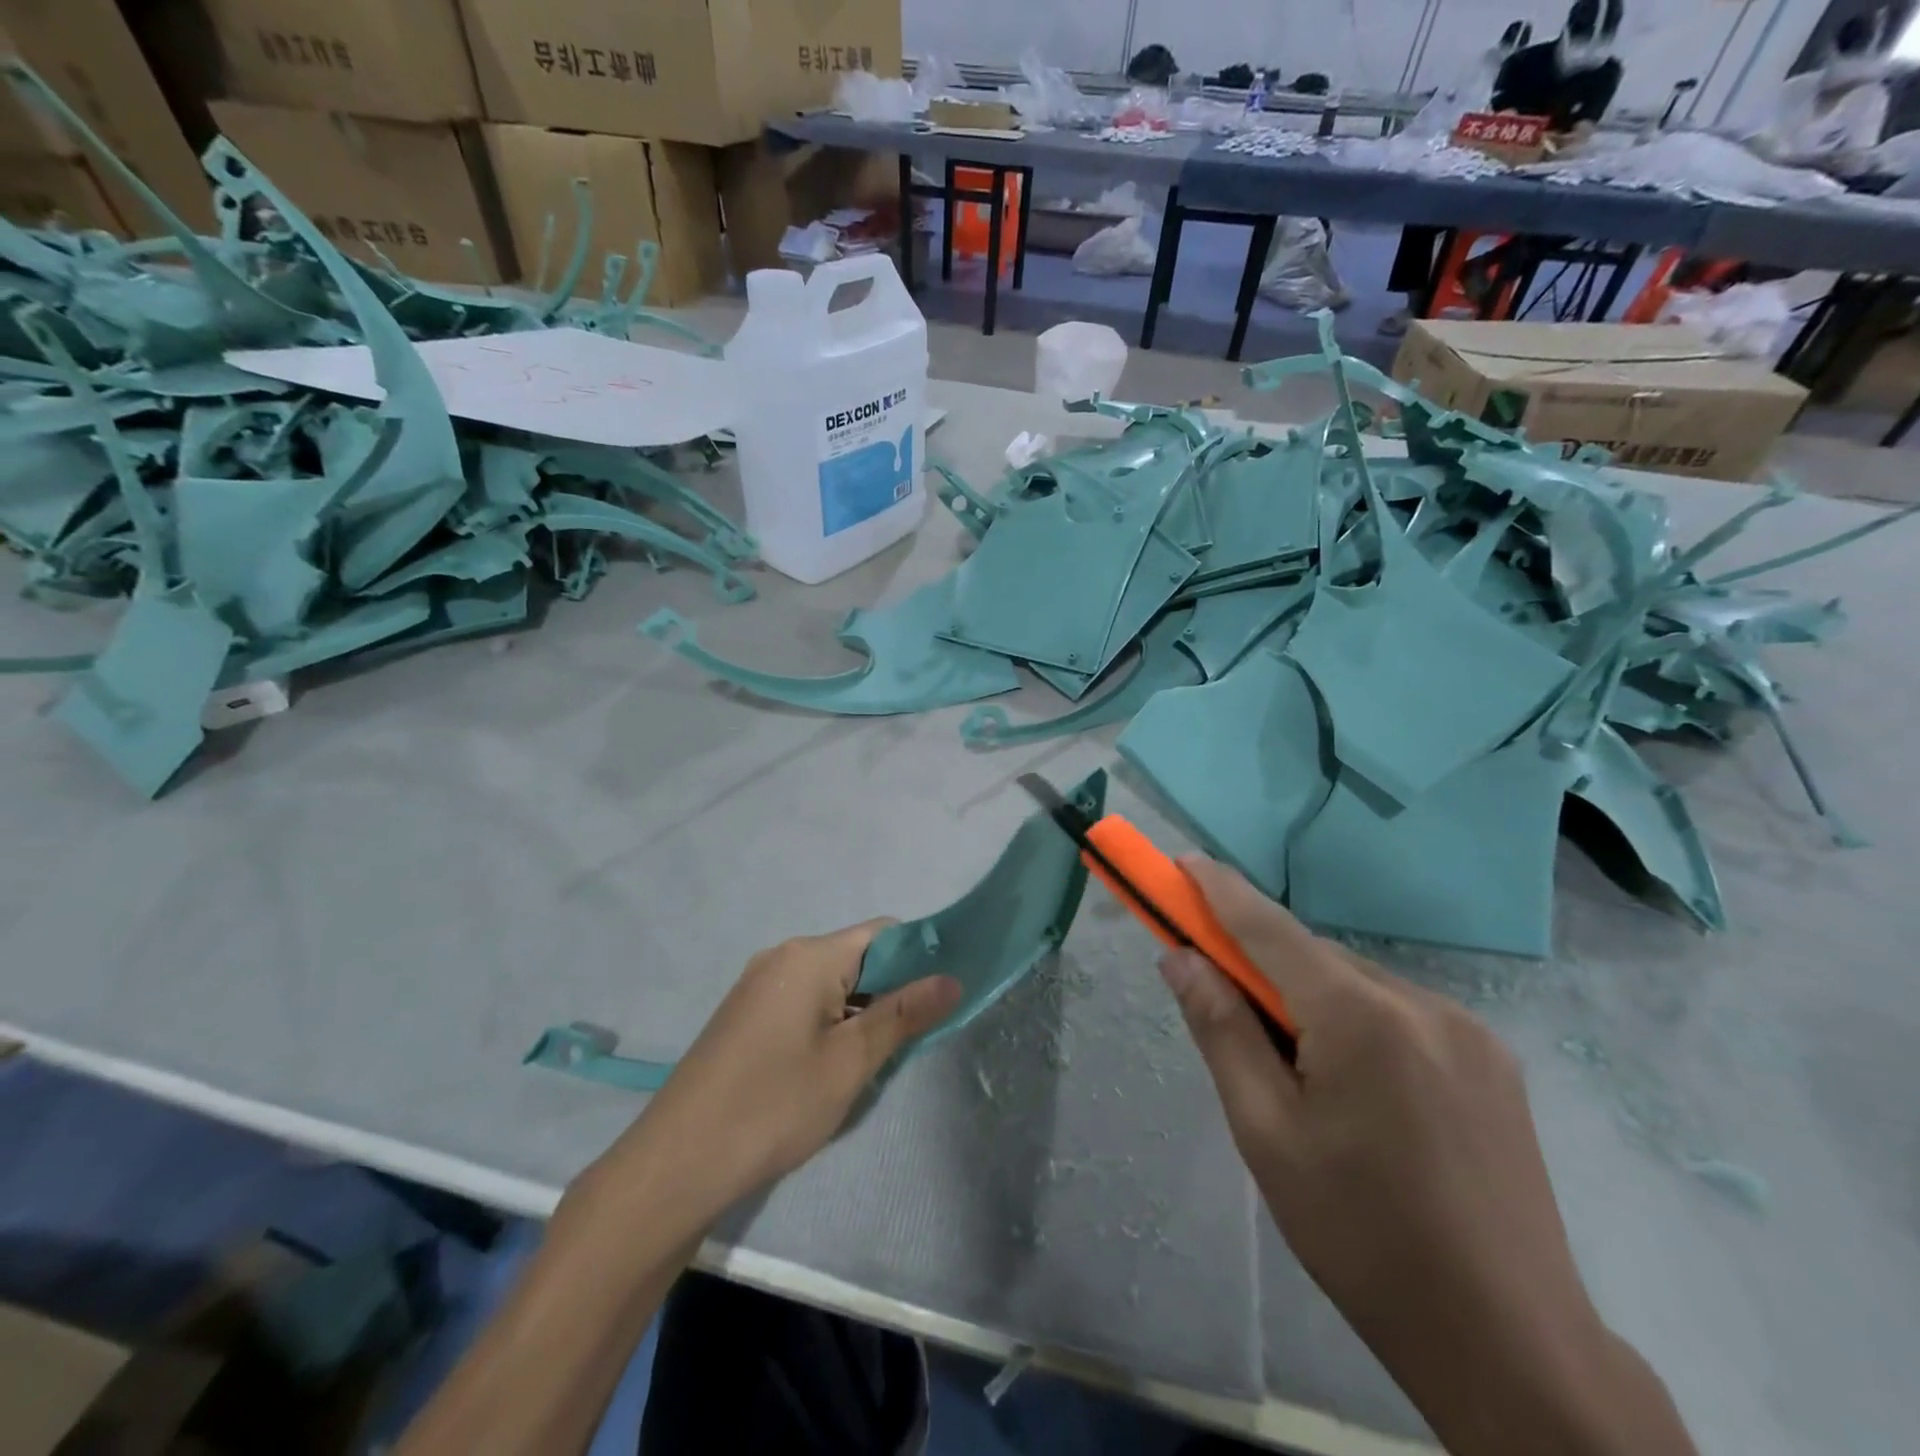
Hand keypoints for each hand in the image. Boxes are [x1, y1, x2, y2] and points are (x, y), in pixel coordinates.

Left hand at [606, 923, 960, 1217]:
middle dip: (891, 990)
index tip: (942, 995)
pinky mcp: (744, 1015)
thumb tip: (953, 978)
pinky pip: (803, 1002)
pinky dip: (829, 1022)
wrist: (676, 1164)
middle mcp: (782, 956)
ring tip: (873, 1060)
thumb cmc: (773, 1106)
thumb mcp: (850, 1062)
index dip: (920, 957)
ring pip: (830, 983)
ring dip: (860, 1011)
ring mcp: (758, 985)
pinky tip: (831, 1066)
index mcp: (809, 956)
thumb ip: (904, 1015)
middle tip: (912, 1040)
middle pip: (857, 957)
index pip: (883, 934)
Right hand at [1159, 858, 1694, 1455]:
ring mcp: (1467, 1030)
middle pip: (1314, 957)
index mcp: (1361, 1019)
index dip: (1219, 890)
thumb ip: (1220, 1030)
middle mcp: (1421, 1004)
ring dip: (1309, 995)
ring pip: (1357, 983)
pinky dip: (1355, 1018)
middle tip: (1218, 990)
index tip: (1182, 861)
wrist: (1511, 1344)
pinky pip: (1399, 1011)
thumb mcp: (1265, 1133)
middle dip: (1260, 961)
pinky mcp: (1493, 1060)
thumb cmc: (1362, 1236)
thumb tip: (1179, 957)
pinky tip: (1353, 1082)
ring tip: (1293, 1066)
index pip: (1270, 929)